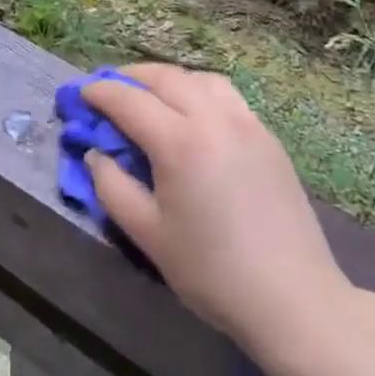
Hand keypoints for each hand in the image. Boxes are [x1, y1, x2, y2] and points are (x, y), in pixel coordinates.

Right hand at [83, 64, 353, 360]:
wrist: (293, 298)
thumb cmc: (212, 272)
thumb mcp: (148, 235)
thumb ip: (113, 187)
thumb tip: (97, 154)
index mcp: (179, 143)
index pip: (129, 101)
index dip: (100, 92)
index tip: (81, 94)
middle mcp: (213, 119)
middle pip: (165, 77)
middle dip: (131, 77)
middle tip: (109, 88)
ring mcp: (246, 123)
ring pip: (199, 78)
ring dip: (168, 79)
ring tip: (150, 95)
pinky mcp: (267, 136)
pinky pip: (226, 95)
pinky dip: (199, 90)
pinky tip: (192, 112)